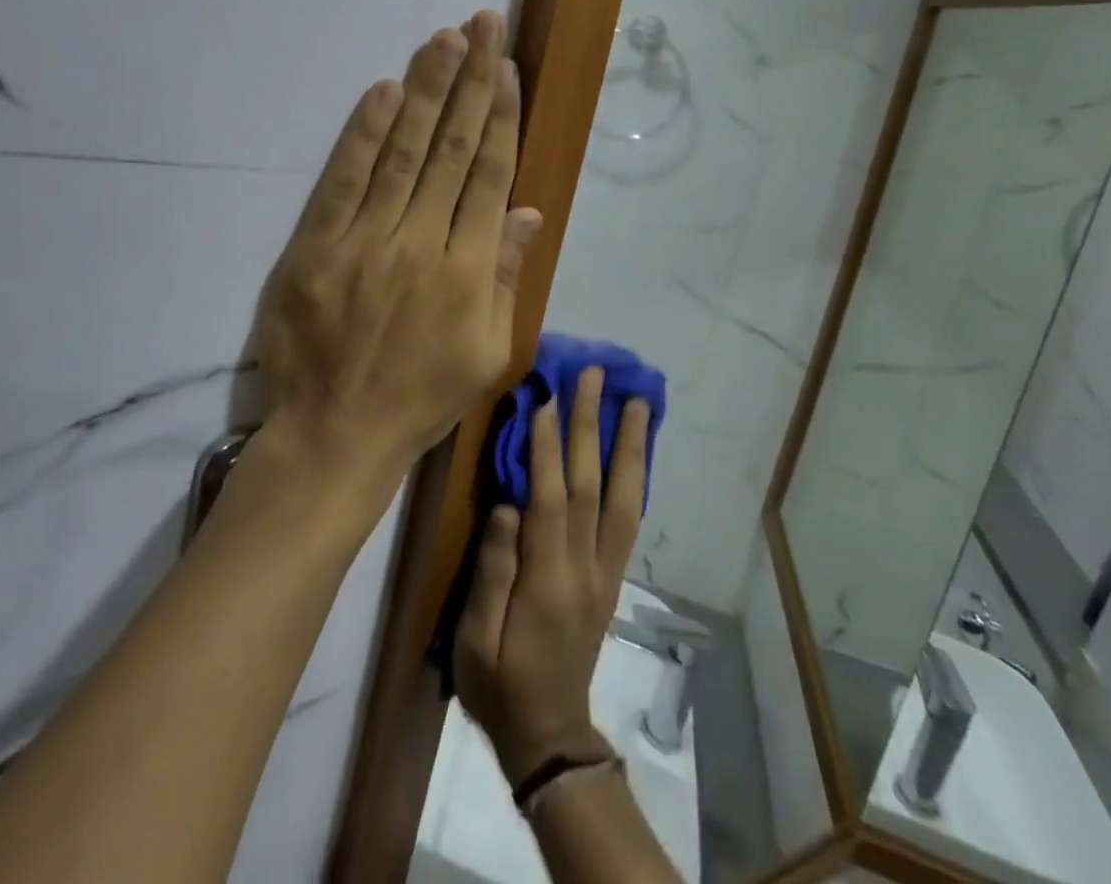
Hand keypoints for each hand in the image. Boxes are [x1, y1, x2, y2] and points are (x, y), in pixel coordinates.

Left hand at [256, 10, 542, 486]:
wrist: (336, 432)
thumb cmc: (421, 397)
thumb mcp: (488, 353)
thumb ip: (506, 278)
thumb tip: (525, 211)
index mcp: (469, 271)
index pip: (488, 175)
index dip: (499, 117)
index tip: (506, 69)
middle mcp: (422, 243)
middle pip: (450, 149)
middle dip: (470, 82)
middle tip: (483, 25)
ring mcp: (365, 240)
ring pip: (402, 151)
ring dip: (425, 90)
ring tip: (444, 39)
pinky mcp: (316, 245)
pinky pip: (344, 179)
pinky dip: (364, 133)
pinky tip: (384, 90)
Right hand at [453, 367, 650, 785]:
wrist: (549, 735)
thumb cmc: (499, 684)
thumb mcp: (475, 640)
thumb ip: (492, 571)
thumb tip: (507, 506)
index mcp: (548, 582)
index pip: (550, 499)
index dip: (548, 446)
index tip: (545, 396)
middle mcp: (586, 568)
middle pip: (591, 485)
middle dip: (591, 426)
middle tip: (595, 376)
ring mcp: (605, 571)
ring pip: (622, 498)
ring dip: (628, 446)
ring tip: (635, 402)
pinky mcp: (611, 576)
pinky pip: (628, 519)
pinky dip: (634, 478)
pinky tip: (635, 451)